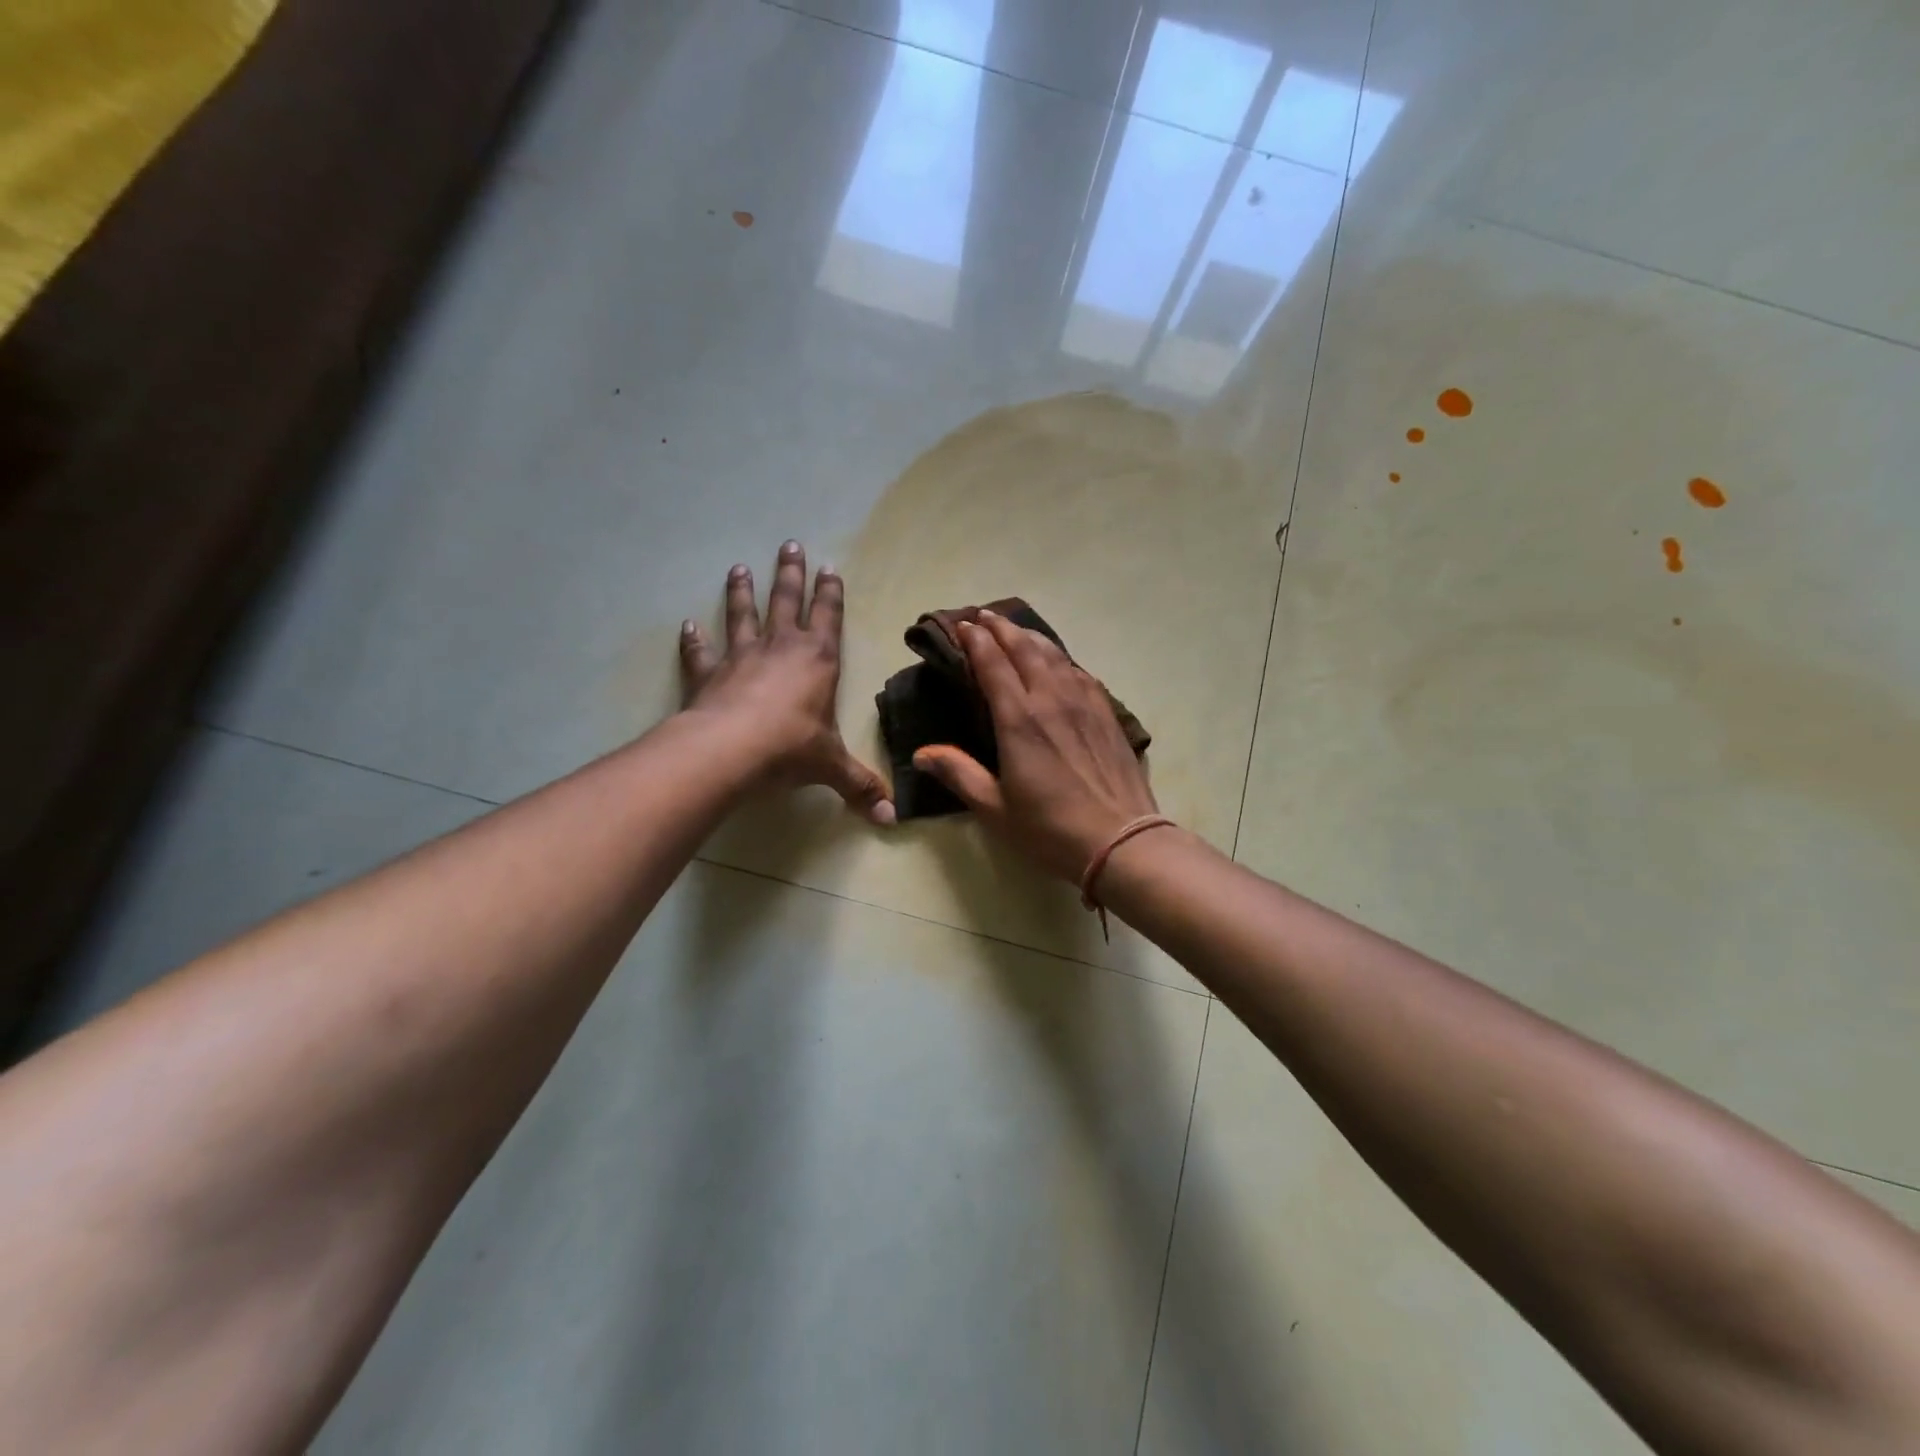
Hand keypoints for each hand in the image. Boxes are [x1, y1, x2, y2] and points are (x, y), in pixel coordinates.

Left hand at [680, 542, 894, 825]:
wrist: (729, 751)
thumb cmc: (790, 749)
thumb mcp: (832, 767)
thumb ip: (860, 787)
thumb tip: (891, 819)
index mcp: (818, 660)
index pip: (829, 617)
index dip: (830, 592)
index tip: (828, 566)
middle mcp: (781, 648)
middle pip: (786, 601)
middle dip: (790, 573)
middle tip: (789, 544)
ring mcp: (741, 657)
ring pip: (743, 615)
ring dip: (742, 592)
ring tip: (738, 568)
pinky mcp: (709, 674)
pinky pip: (701, 652)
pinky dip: (694, 639)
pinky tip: (688, 625)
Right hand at [912, 610, 1157, 881]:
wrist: (1121, 841)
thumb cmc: (1050, 829)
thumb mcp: (995, 809)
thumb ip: (959, 774)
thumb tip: (921, 754)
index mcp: (1019, 720)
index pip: (993, 664)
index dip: (976, 641)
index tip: (964, 625)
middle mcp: (1051, 700)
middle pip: (1025, 649)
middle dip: (1001, 628)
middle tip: (984, 616)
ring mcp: (1084, 704)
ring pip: (1055, 655)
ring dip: (1031, 637)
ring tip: (1016, 629)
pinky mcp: (1107, 714)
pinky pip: (1080, 673)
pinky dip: (1061, 659)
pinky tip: (1059, 662)